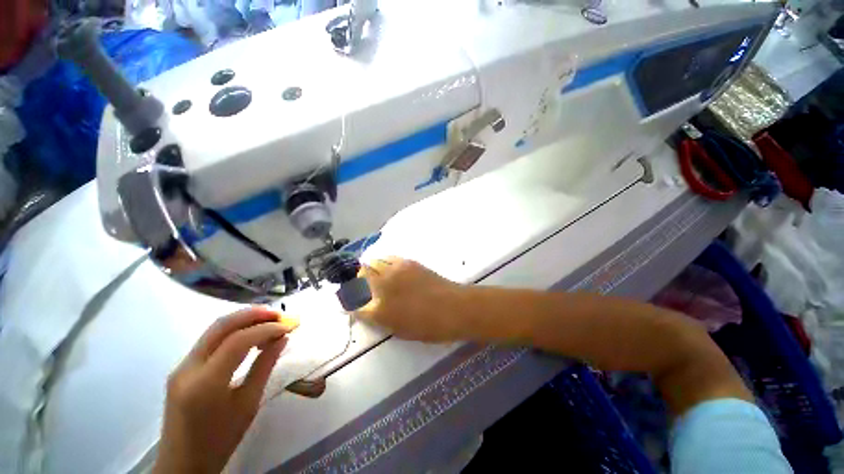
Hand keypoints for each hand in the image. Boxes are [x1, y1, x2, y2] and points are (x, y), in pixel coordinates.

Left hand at [153, 307, 298, 473]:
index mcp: (205, 383)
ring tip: (269, 321)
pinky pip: (210, 340)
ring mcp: (181, 366)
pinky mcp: (182, 368)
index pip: (238, 341)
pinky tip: (250, 335)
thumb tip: (282, 339)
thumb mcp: (248, 404)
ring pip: (214, 329)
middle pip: (221, 326)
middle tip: (280, 314)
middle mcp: (188, 368)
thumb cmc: (220, 440)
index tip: (289, 326)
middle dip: (254, 314)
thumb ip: (264, 367)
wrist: (183, 464)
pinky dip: (234, 331)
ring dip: (244, 320)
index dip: (267, 329)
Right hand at [355, 257, 467, 341]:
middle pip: (360, 275)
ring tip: (373, 277)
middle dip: (357, 281)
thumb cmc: (429, 326)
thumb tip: (364, 309)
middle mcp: (384, 284)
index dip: (349, 301)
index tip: (349, 302)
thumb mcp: (399, 329)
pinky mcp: (408, 262)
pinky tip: (387, 270)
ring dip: (369, 270)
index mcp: (380, 308)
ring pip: (373, 263)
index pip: (354, 301)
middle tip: (361, 288)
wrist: (455, 307)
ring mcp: (396, 270)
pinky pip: (387, 259)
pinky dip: (382, 263)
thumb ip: (378, 318)